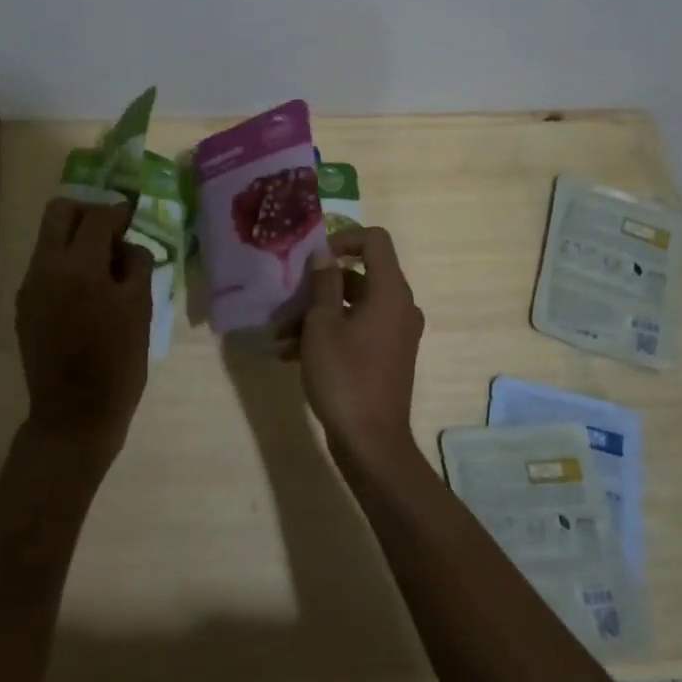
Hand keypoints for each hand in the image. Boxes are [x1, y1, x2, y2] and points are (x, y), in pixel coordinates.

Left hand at [15, 198, 155, 464]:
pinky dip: (66, 264)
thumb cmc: (117, 363)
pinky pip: (45, 266)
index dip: (119, 212)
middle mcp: (46, 267)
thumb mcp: (140, 309)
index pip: (98, 217)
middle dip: (88, 213)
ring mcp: (30, 286)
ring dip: (76, 239)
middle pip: (60, 212)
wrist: (74, 416)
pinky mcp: (25, 305)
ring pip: (49, 238)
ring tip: (104, 266)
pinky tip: (87, 291)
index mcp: (79, 267)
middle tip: (112, 233)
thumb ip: (135, 264)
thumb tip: (126, 244)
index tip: (133, 217)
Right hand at [291, 226, 424, 466]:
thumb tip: (323, 255)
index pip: (375, 240)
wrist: (371, 443)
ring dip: (317, 314)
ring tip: (281, 336)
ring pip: (354, 305)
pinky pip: (358, 329)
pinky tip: (292, 354)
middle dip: (319, 285)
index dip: (343, 238)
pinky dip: (329, 333)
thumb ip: (323, 284)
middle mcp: (400, 306)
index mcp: (391, 291)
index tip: (313, 258)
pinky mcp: (387, 355)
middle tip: (287, 301)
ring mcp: (396, 332)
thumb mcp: (322, 325)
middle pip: (360, 274)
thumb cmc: (344, 376)